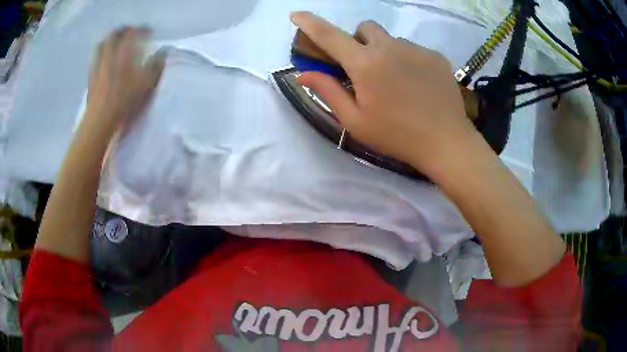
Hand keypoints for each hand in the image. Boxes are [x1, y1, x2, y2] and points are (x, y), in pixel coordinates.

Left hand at [84, 27, 165, 137]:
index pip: (132, 33)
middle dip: (122, 31)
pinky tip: (104, 63)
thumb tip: (163, 52)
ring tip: (115, 45)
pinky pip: (95, 61)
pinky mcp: (90, 79)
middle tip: (129, 32)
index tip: (148, 31)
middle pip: (113, 36)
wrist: (100, 122)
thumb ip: (155, 66)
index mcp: (123, 53)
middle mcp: (108, 55)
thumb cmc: (125, 102)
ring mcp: (97, 67)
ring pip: (101, 46)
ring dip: (108, 41)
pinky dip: (101, 56)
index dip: (141, 30)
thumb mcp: (146, 85)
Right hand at [290, 12, 482, 176]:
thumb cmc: (396, 136)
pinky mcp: (436, 56)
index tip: (297, 14)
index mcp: (365, 64)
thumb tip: (304, 74)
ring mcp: (416, 49)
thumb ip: (328, 92)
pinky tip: (417, 85)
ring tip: (396, 81)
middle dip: (357, 40)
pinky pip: (413, 49)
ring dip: (385, 52)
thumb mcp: (355, 120)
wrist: (446, 142)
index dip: (310, 23)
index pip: (329, 35)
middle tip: (364, 66)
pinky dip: (407, 60)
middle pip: (365, 28)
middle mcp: (389, 47)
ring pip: (391, 39)